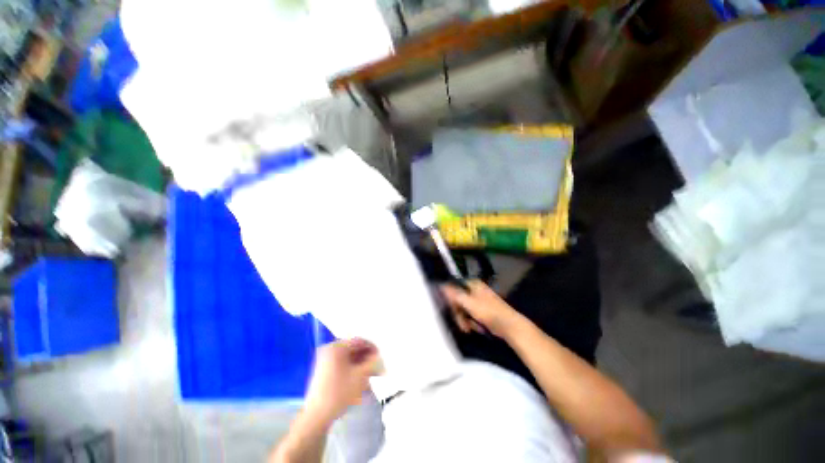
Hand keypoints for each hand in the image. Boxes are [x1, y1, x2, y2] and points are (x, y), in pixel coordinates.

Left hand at [302, 338, 379, 425]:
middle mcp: (330, 349)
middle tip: (378, 367)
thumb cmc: (339, 393)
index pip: (359, 341)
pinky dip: (353, 370)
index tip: (381, 357)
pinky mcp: (325, 371)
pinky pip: (343, 365)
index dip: (372, 348)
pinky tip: (362, 381)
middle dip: (367, 358)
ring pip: (350, 358)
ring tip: (372, 375)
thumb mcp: (360, 376)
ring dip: (362, 365)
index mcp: (337, 346)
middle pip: (354, 349)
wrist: (316, 417)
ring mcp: (326, 360)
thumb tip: (378, 356)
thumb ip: (372, 362)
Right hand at [441, 280, 522, 338]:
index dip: (450, 298)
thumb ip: (454, 294)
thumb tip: (441, 286)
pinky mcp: (482, 310)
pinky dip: (471, 322)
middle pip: (458, 300)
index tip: (449, 309)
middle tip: (461, 323)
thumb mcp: (469, 303)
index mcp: (472, 284)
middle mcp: (474, 290)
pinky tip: (477, 327)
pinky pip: (471, 315)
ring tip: (469, 327)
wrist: (509, 326)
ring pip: (463, 309)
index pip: (454, 287)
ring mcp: (479, 300)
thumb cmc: (489, 312)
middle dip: (459, 313)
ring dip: (464, 319)